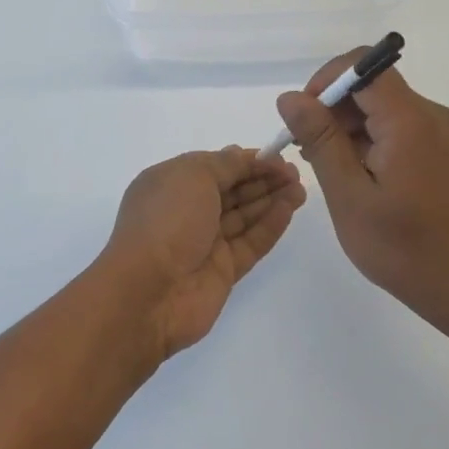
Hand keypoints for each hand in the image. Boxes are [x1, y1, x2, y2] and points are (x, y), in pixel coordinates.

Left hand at [96, 148, 305, 360]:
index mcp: (171, 183)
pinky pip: (251, 242)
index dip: (246, 160)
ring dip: (272, 199)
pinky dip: (270, 225)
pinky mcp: (223, 270)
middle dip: (263, 179)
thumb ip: (225, 164)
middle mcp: (187, 211)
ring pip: (244, 216)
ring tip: (301, 188)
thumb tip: (243, 155)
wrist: (148, 292)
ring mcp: (205, 242)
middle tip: (295, 173)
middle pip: (232, 190)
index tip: (277, 156)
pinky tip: (290, 209)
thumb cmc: (166, 221)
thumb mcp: (193, 175)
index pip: (215, 166)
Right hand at [277, 52, 448, 330]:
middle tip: (307, 150)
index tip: (303, 118)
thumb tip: (290, 97)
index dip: (326, 81)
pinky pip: (395, 125)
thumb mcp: (349, 195)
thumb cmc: (404, 248)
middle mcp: (429, 114)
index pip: (363, 66)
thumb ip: (320, 140)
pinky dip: (368, 139)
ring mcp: (438, 132)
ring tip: (327, 168)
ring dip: (347, 126)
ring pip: (380, 105)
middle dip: (332, 107)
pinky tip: (354, 175)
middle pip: (370, 84)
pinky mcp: (439, 149)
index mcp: (409, 120)